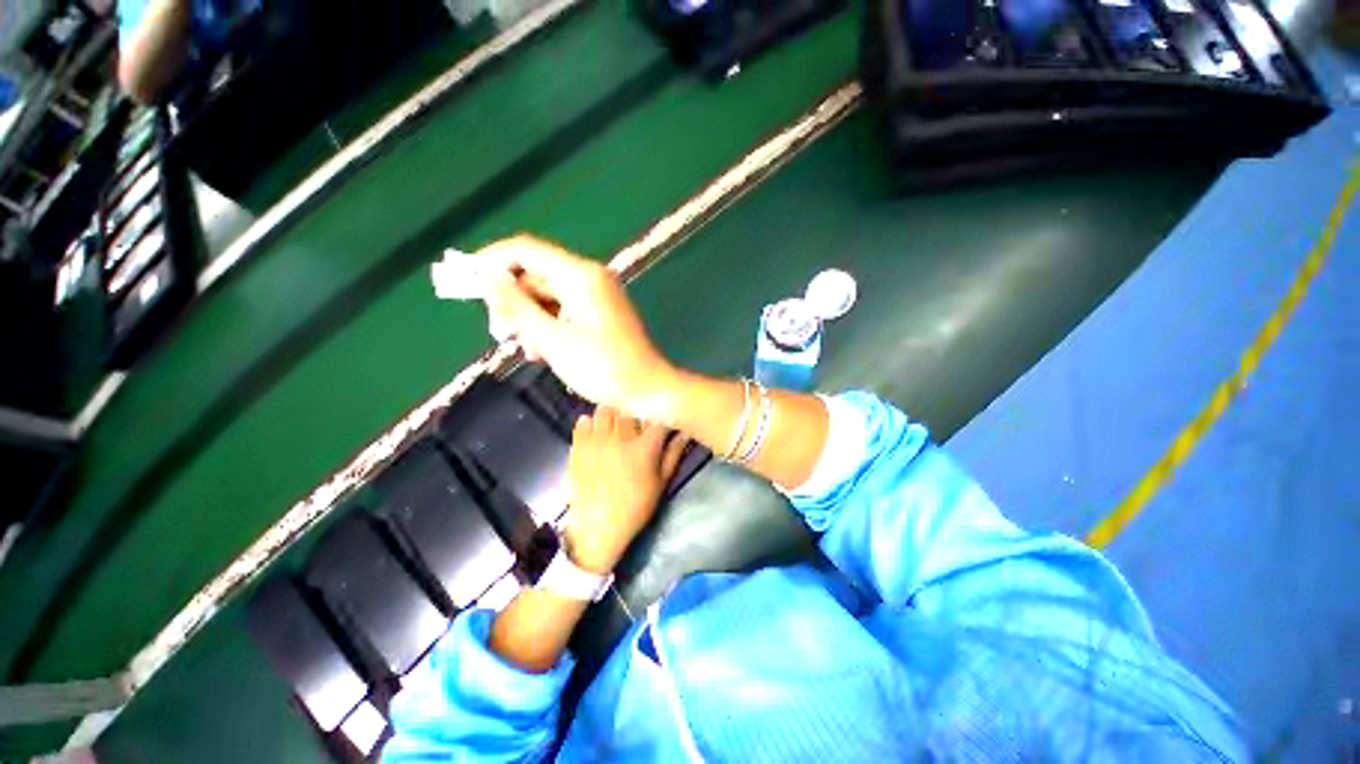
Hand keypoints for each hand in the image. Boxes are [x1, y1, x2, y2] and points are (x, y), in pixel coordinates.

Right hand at [478, 235, 678, 419]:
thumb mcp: (552, 339)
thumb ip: (517, 307)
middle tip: (500, 333)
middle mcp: (589, 278)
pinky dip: (549, 327)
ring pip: (547, 296)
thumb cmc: (602, 367)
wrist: (646, 389)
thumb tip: (489, 280)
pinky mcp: (599, 314)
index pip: (525, 250)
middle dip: (513, 301)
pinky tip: (543, 352)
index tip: (467, 283)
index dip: (492, 261)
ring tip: (527, 350)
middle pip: (535, 275)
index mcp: (580, 275)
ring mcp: (596, 296)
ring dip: (530, 320)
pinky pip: (564, 311)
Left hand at [562, 408, 688, 573]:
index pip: (658, 416)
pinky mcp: (578, 446)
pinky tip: (597, 429)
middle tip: (639, 416)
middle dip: (636, 407)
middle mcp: (620, 438)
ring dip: (614, 411)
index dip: (662, 411)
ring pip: (606, 409)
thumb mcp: (661, 482)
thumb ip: (674, 453)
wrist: (598, 528)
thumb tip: (686, 431)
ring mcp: (596, 441)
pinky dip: (592, 420)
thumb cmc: (635, 507)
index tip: (663, 413)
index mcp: (644, 448)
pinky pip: (583, 421)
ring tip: (617, 421)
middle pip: (630, 406)